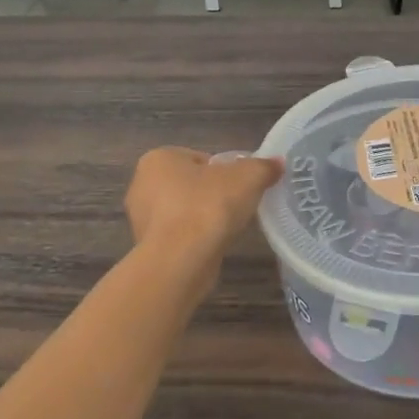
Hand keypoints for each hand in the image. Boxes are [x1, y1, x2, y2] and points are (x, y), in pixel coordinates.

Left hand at [125, 148, 282, 258]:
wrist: (181, 260)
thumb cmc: (209, 206)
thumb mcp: (248, 177)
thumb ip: (264, 167)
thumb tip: (277, 163)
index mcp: (159, 158)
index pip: (200, 159)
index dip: (225, 171)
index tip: (241, 187)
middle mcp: (142, 185)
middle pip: (191, 185)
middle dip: (213, 194)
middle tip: (238, 205)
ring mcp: (141, 219)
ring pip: (184, 212)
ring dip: (204, 218)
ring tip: (228, 228)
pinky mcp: (147, 248)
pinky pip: (179, 236)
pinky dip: (196, 239)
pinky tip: (213, 245)